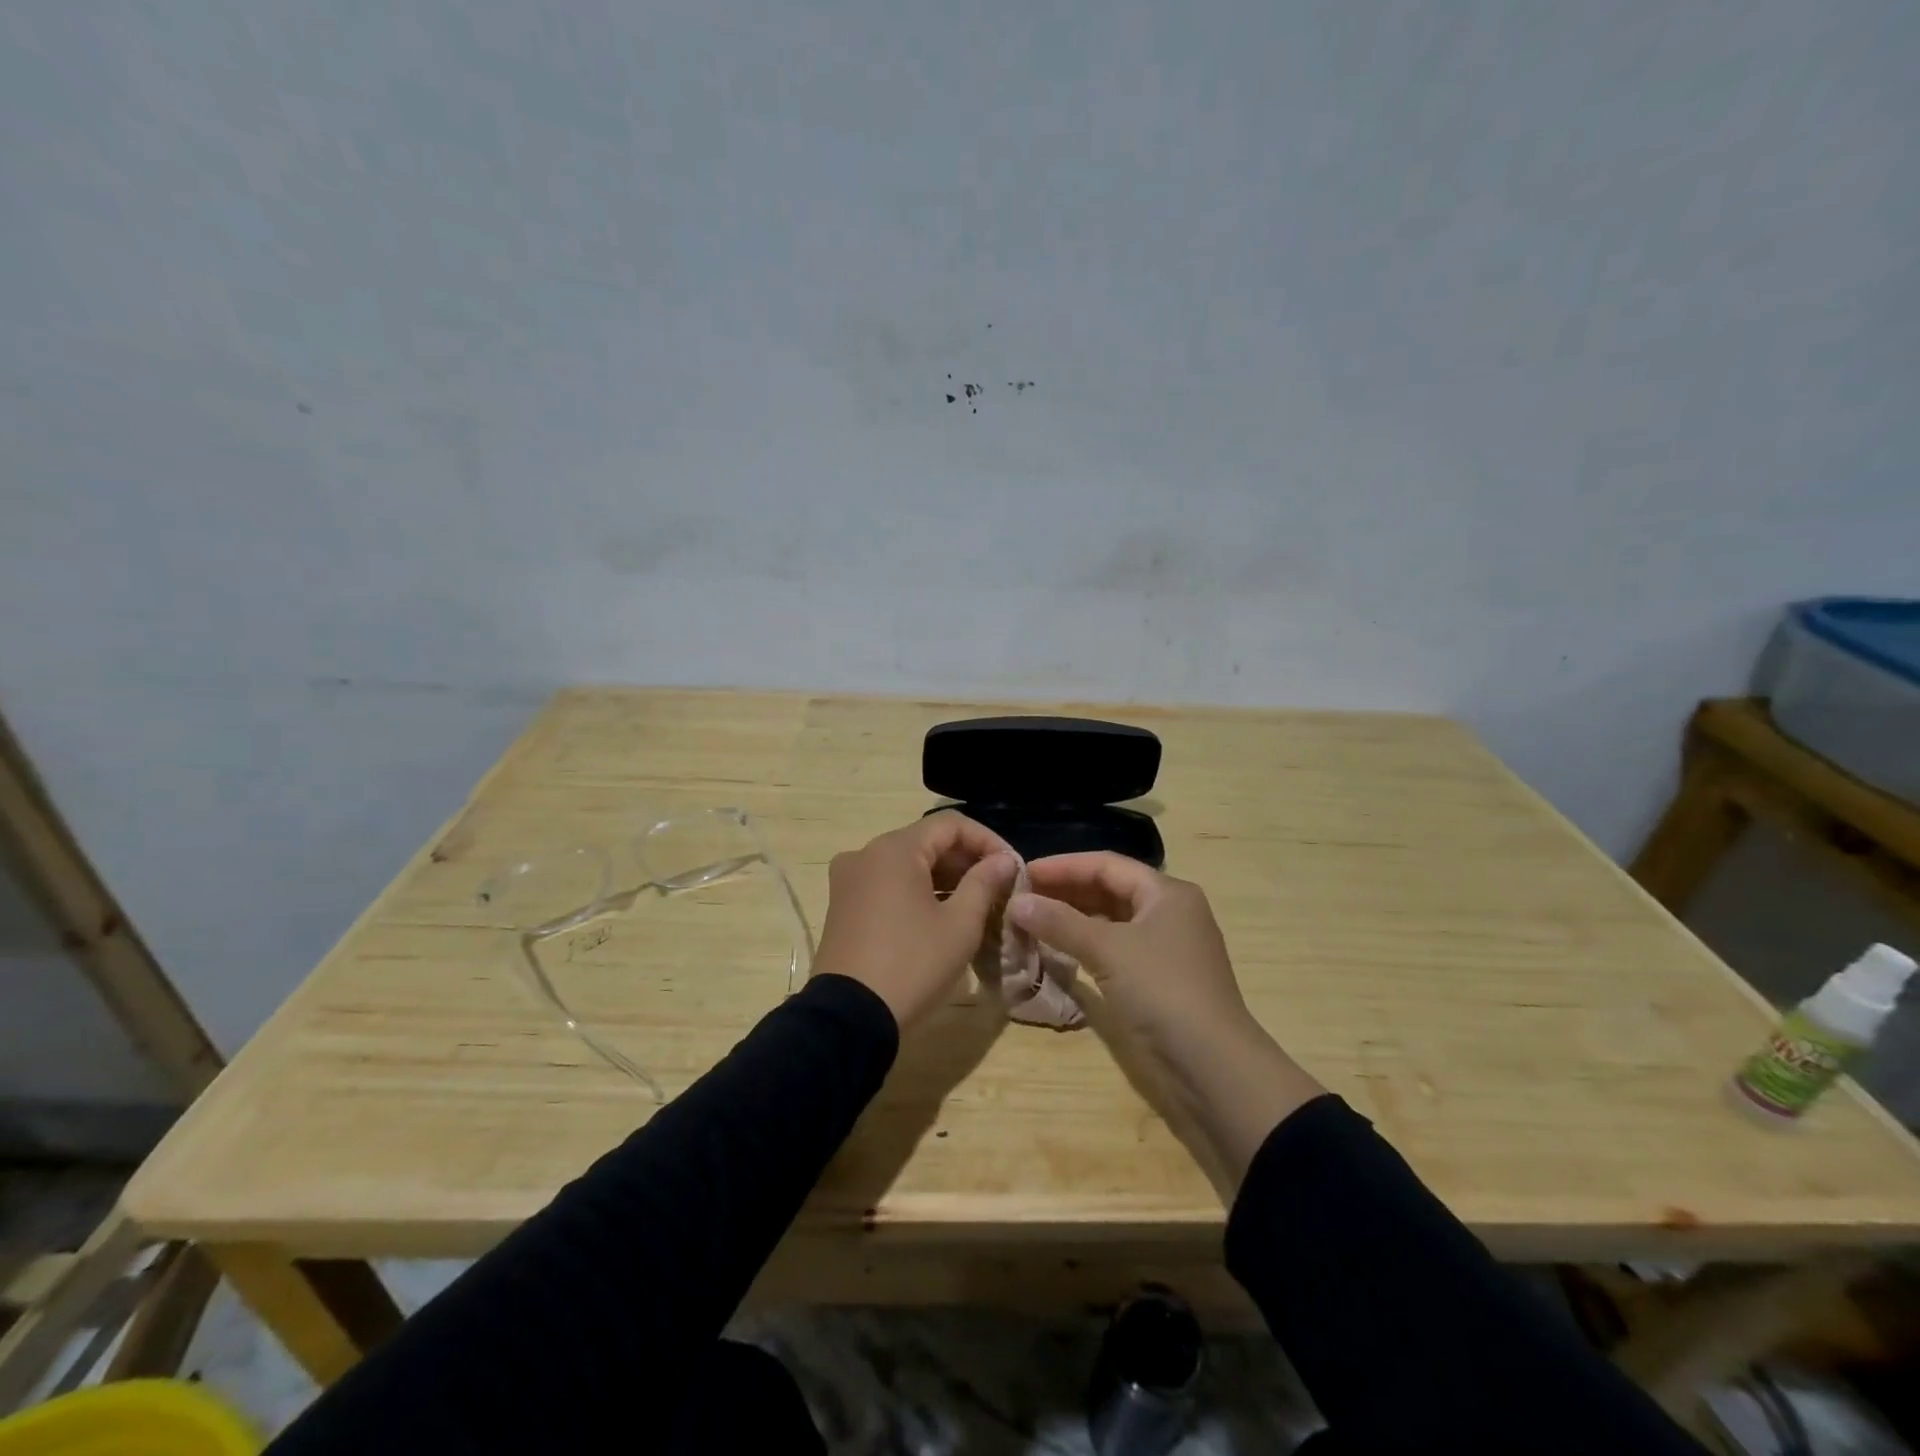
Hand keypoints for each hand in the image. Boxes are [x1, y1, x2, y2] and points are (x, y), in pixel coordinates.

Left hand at [813, 813, 1018, 1029]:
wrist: (849, 1019)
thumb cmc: (912, 965)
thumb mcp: (959, 925)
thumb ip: (984, 883)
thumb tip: (1003, 860)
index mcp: (894, 849)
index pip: (950, 825)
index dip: (987, 840)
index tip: (1012, 867)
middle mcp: (866, 853)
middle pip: (926, 841)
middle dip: (966, 859)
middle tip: (999, 887)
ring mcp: (849, 879)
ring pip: (907, 863)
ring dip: (944, 876)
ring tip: (977, 902)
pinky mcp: (842, 905)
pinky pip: (887, 883)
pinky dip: (917, 890)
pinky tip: (941, 913)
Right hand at [1010, 852, 1324, 1188]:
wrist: (1214, 1068)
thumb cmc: (1162, 990)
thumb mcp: (1107, 950)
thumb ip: (1059, 922)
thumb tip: (1016, 902)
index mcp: (1166, 893)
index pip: (1106, 865)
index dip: (1063, 866)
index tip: (1022, 872)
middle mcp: (1169, 913)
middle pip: (1109, 890)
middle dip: (1065, 892)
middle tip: (1021, 898)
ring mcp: (1165, 949)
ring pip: (1110, 921)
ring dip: (1072, 920)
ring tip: (1031, 922)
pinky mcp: (1158, 981)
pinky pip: (1114, 949)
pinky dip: (1085, 946)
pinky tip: (1057, 951)